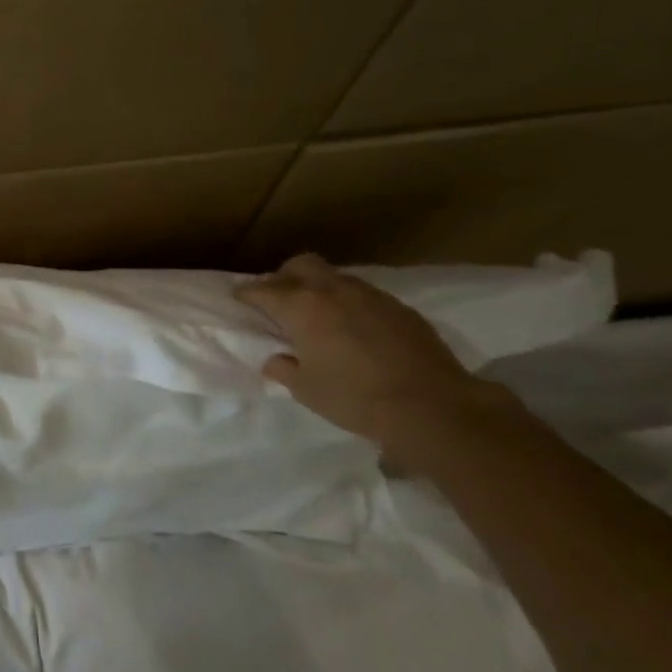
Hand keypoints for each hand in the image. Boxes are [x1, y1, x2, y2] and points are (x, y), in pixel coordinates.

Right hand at [238, 254, 505, 444]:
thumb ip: (284, 369)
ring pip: (334, 276)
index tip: (239, 297)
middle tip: (279, 298)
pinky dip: (349, 302)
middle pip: (301, 265)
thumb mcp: (307, 390)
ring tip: (318, 312)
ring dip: (319, 287)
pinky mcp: (399, 307)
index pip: (263, 290)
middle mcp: (332, 291)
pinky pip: (363, 294)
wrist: (433, 406)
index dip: (247, 293)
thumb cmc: (356, 399)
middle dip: (284, 276)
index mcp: (301, 308)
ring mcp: (370, 295)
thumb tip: (276, 359)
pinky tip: (354, 327)